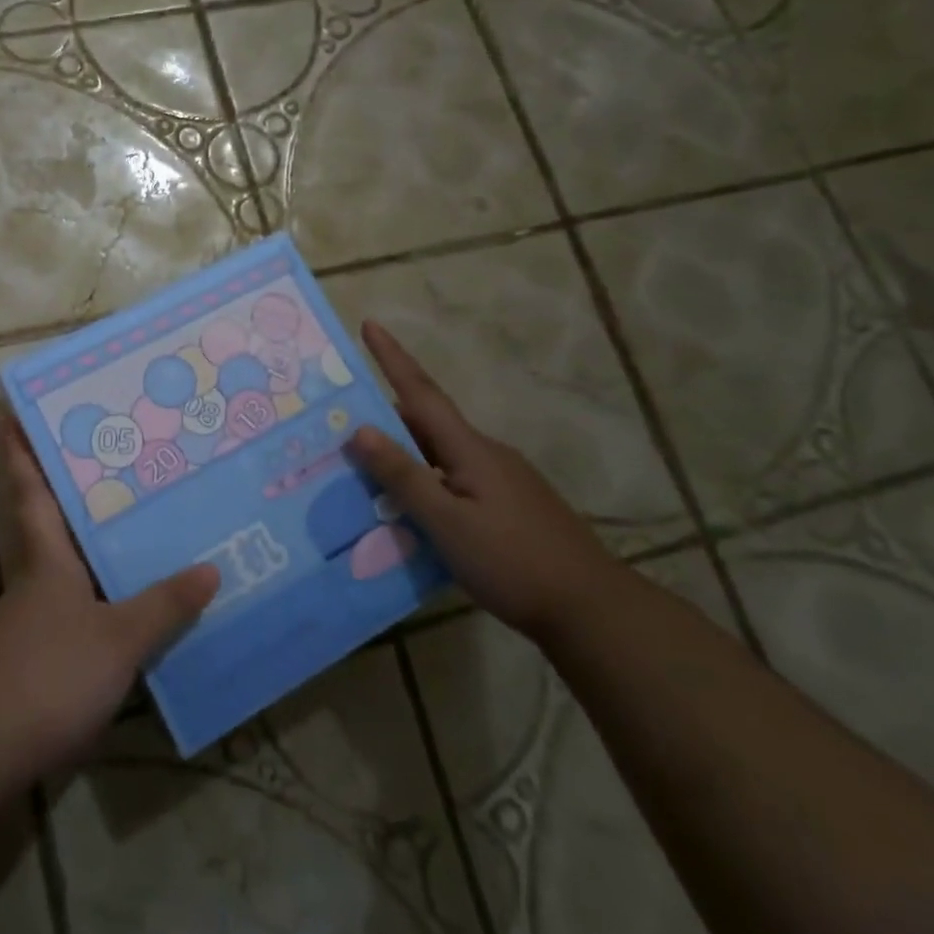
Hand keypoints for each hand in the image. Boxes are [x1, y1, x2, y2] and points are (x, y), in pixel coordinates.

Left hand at [0, 416, 218, 772]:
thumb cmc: (52, 670)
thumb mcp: (119, 637)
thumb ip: (164, 605)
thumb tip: (209, 569)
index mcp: (45, 553)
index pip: (28, 486)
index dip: (19, 446)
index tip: (14, 408)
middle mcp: (36, 572)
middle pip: (45, 515)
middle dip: (64, 482)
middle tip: (108, 449)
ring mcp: (34, 612)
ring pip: (62, 556)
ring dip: (86, 534)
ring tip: (134, 514)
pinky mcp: (40, 649)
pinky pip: (74, 599)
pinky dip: (97, 586)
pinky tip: (128, 595)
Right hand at [346, 320, 620, 640]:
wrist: (593, 609)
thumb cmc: (512, 561)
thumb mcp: (447, 522)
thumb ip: (403, 476)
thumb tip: (360, 428)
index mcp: (468, 448)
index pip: (420, 391)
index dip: (392, 357)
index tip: (369, 324)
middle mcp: (485, 453)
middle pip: (426, 422)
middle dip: (385, 414)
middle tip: (341, 419)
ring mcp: (502, 479)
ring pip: (439, 453)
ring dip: (403, 452)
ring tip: (365, 469)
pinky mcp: (509, 504)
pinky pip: (453, 477)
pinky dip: (425, 479)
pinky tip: (412, 509)